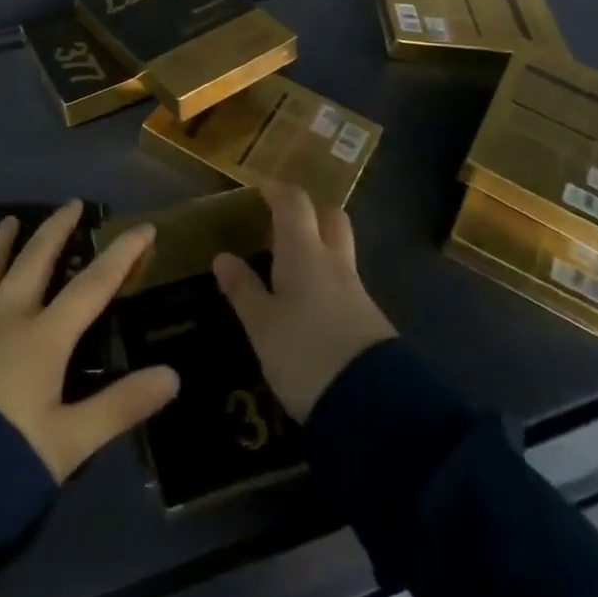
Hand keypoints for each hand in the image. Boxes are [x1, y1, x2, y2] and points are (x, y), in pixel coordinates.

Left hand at [0, 200, 179, 481]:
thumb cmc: (7, 462)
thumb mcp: (72, 442)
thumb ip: (122, 405)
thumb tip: (173, 375)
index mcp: (44, 338)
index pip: (93, 286)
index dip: (122, 255)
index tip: (143, 228)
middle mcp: (5, 318)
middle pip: (35, 261)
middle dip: (56, 230)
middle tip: (71, 205)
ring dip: (0, 244)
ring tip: (10, 220)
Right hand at [213, 184, 396, 422]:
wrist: (374, 406)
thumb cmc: (305, 354)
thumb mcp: (262, 326)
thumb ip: (243, 290)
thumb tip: (223, 256)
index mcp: (305, 252)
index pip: (295, 203)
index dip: (277, 191)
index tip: (260, 190)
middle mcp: (334, 262)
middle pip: (330, 218)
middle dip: (310, 213)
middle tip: (282, 225)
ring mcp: (357, 291)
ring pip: (339, 251)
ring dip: (319, 248)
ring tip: (289, 267)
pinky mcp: (369, 320)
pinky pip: (344, 283)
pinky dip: (326, 280)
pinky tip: (310, 304)